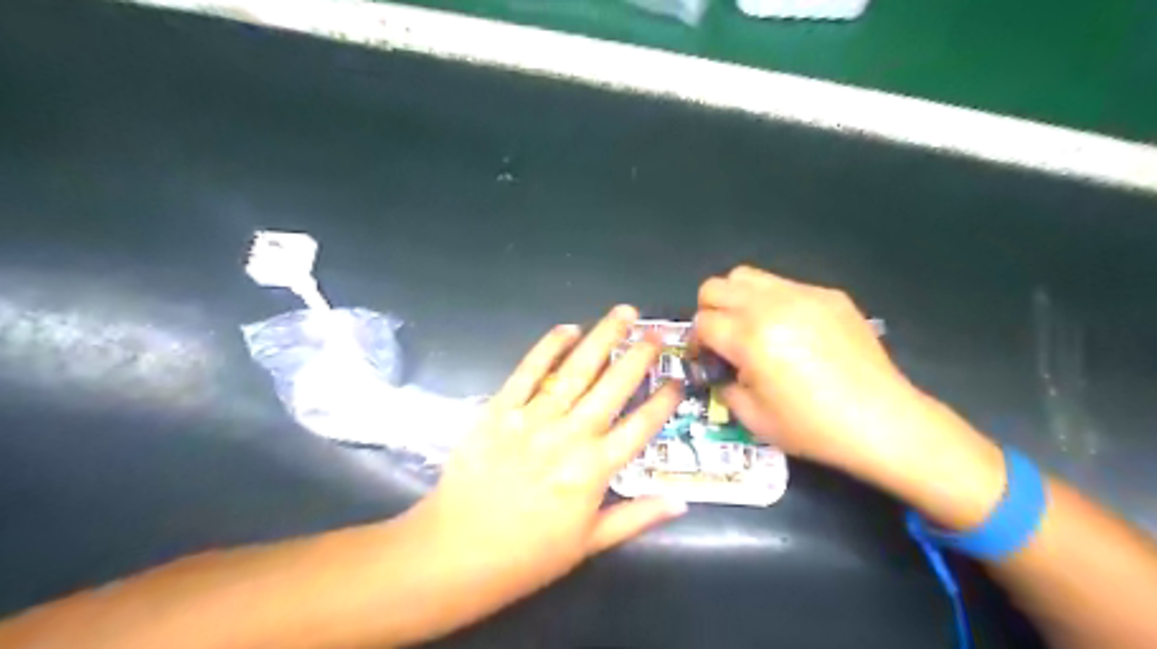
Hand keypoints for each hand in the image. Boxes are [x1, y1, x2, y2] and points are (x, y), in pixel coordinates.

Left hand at [415, 307, 684, 614]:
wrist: (455, 552)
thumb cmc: (527, 555)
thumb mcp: (589, 544)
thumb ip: (637, 518)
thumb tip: (681, 502)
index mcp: (594, 470)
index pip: (641, 426)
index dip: (664, 401)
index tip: (678, 380)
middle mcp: (570, 436)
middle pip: (613, 386)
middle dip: (640, 355)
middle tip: (658, 330)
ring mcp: (534, 418)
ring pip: (577, 370)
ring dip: (603, 337)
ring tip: (624, 313)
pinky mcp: (500, 409)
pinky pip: (528, 371)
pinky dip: (548, 347)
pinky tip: (567, 328)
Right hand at [695, 266, 972, 484]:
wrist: (882, 421)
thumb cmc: (812, 427)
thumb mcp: (752, 418)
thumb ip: (724, 386)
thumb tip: (721, 371)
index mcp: (749, 338)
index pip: (702, 322)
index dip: (697, 343)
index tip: (708, 360)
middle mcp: (771, 306)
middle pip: (714, 287)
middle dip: (709, 313)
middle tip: (724, 339)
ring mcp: (803, 295)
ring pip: (746, 276)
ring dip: (737, 299)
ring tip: (753, 328)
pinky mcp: (829, 295)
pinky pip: (785, 285)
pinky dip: (774, 303)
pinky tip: (793, 333)